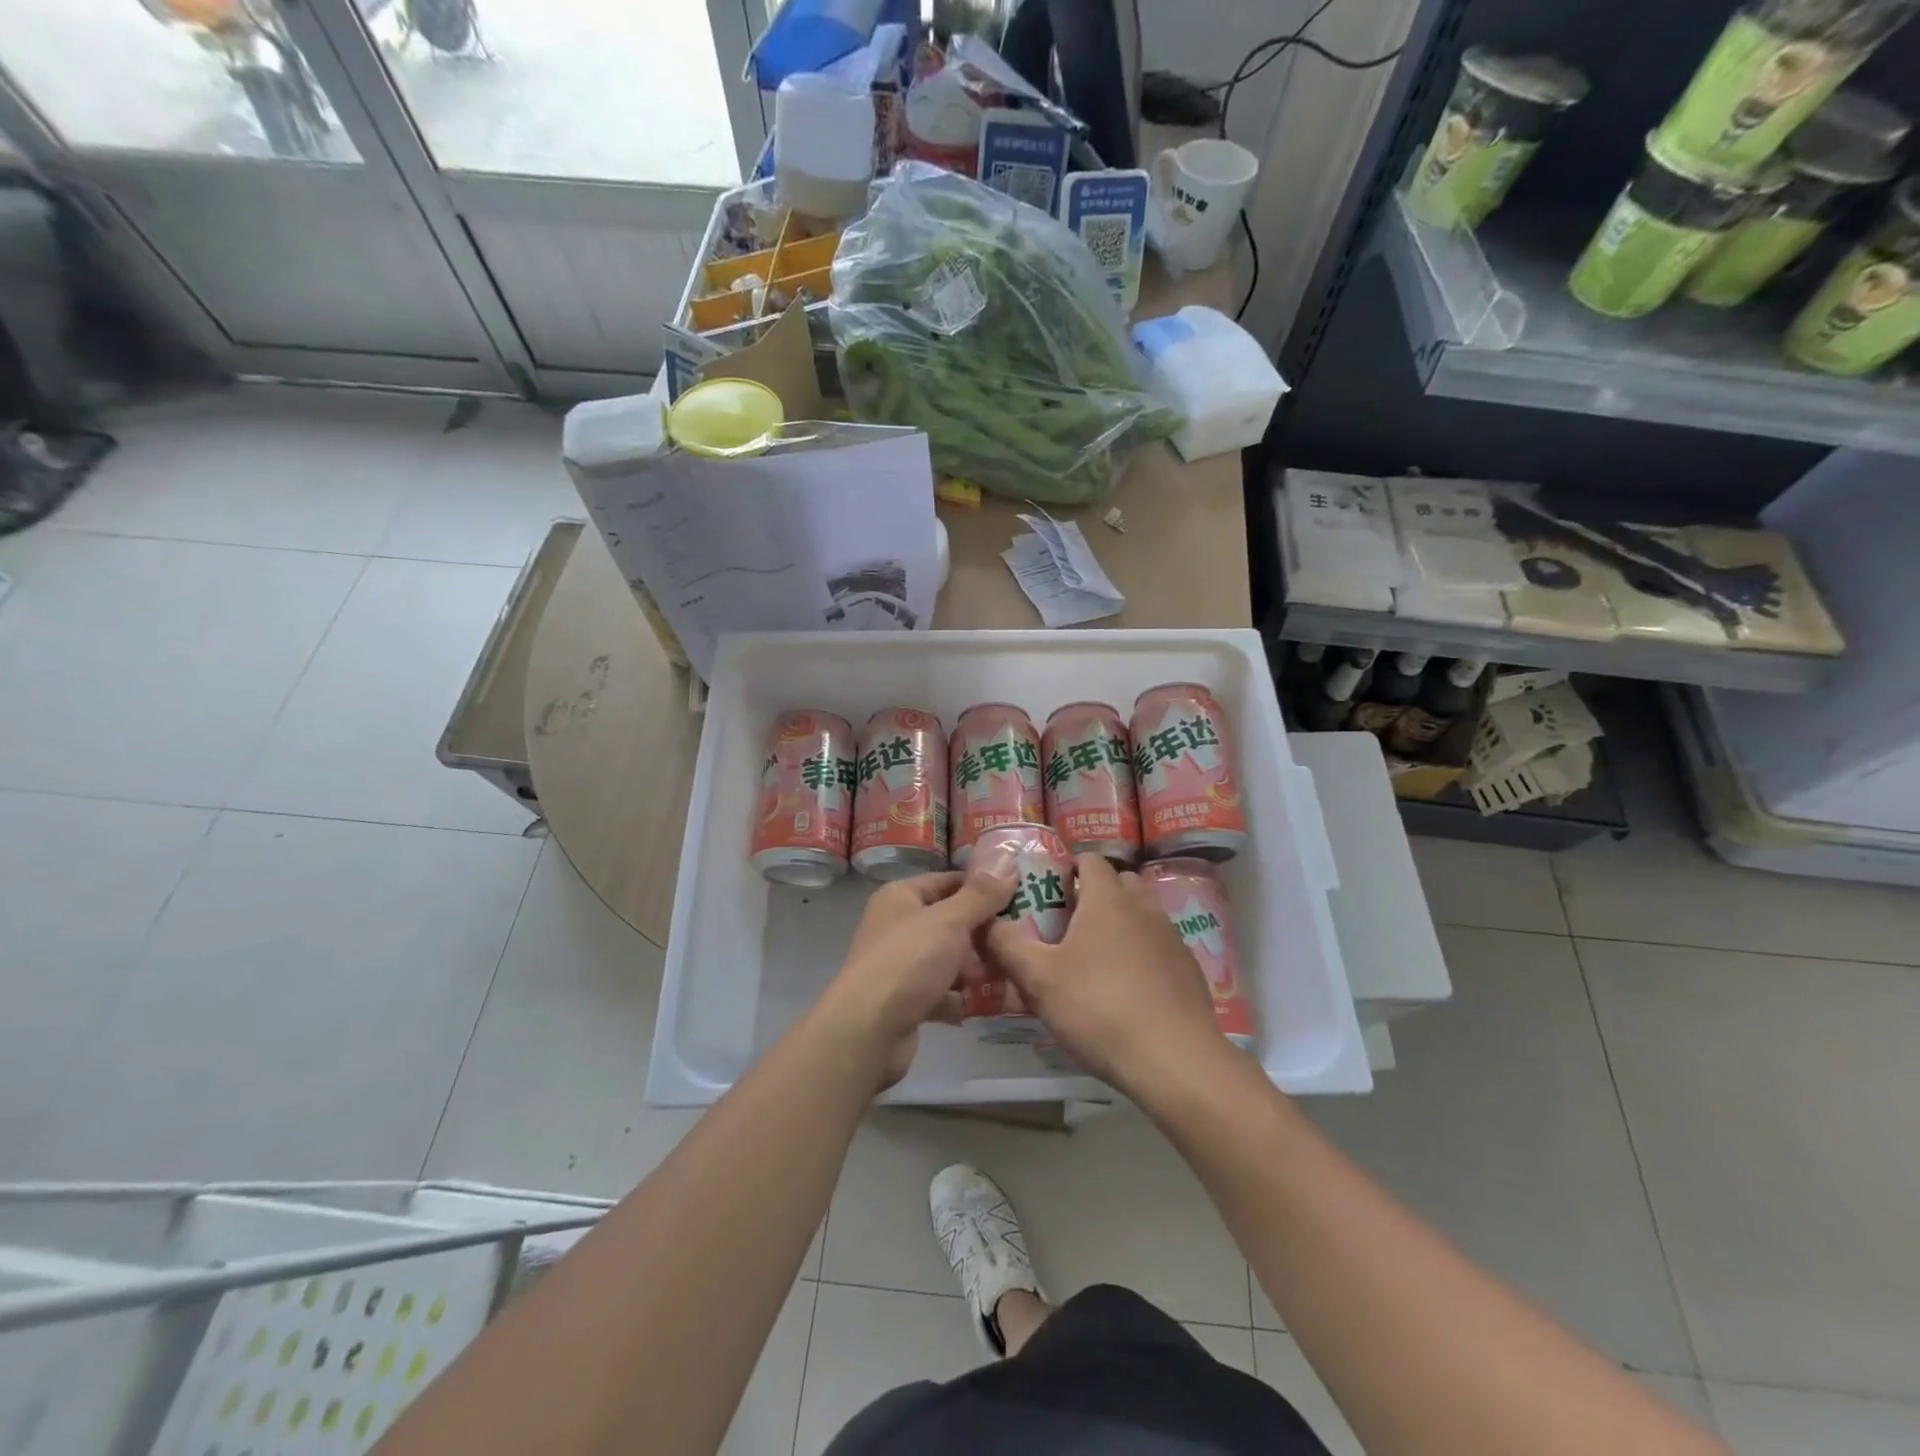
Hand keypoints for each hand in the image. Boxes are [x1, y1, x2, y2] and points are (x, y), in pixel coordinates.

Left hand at [822, 867, 1015, 1089]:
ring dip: (977, 967)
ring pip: (948, 958)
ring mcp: (900, 965)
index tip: (1021, 894)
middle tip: (1024, 936)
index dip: (982, 887)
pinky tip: (993, 1003)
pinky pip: (943, 992)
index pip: (948, 881)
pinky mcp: (906, 1001)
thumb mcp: (950, 921)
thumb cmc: (908, 962)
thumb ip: (980, 895)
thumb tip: (1007, 862)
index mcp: (900, 897)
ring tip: (1014, 970)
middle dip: (984, 931)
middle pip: (950, 921)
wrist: (867, 1032)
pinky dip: (963, 998)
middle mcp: (897, 926)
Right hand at [983, 854, 1228, 1097]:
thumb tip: (984, 922)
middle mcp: (1143, 907)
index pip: (1090, 860)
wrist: (1175, 1059)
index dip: (1068, 869)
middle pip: (1119, 882)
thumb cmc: (1099, 1009)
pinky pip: (1159, 945)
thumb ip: (1006, 945)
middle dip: (1095, 894)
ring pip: (1142, 913)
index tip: (1049, 892)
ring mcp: (1171, 937)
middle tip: (1068, 924)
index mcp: (1107, 899)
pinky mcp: (1188, 968)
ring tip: (1096, 957)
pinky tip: (1128, 988)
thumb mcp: (1039, 979)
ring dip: (1120, 923)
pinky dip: (1142, 952)